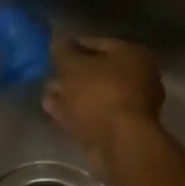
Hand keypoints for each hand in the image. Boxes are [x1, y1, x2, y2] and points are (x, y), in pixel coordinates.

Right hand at [43, 36, 164, 177]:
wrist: (119, 142)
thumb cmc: (99, 93)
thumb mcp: (73, 66)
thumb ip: (63, 53)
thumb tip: (58, 43)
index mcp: (132, 55)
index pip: (98, 43)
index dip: (72, 45)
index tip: (52, 51)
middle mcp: (138, 77)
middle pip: (97, 71)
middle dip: (70, 74)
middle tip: (48, 75)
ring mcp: (131, 106)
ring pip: (94, 95)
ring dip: (70, 95)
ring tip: (46, 95)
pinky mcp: (121, 129)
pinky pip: (94, 114)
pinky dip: (75, 112)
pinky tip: (53, 111)